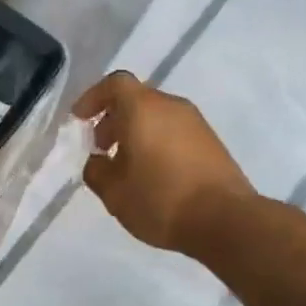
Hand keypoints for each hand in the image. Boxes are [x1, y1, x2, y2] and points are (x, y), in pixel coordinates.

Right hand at [74, 71, 254, 254]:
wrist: (226, 221)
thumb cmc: (161, 200)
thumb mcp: (113, 192)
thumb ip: (96, 171)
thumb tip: (98, 161)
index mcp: (143, 109)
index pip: (114, 84)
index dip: (93, 98)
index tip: (80, 120)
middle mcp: (171, 107)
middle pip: (136, 99)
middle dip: (113, 119)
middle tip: (100, 148)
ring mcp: (196, 123)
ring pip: (156, 116)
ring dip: (135, 133)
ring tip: (125, 166)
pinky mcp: (211, 143)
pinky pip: (174, 132)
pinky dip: (156, 142)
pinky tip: (152, 175)